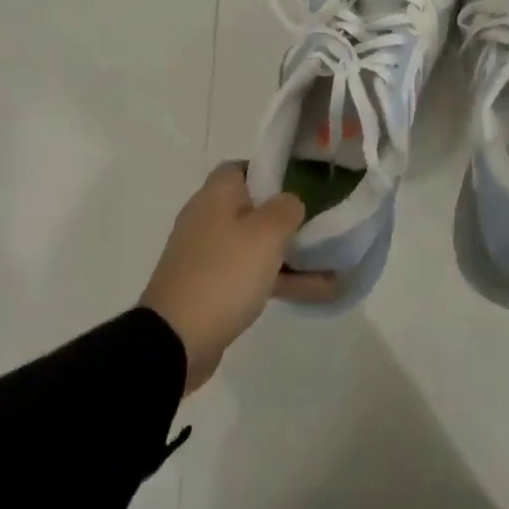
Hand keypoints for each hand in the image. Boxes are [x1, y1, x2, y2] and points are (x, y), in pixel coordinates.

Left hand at [140, 163, 305, 393]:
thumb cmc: (224, 274)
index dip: (269, 172)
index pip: (240, 168)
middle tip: (320, 224)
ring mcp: (208, 257)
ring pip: (256, 246)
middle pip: (252, 208)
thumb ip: (286, 208)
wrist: (176, 340)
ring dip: (291, 254)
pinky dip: (281, 280)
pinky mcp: (212, 289)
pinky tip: (319, 292)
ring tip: (333, 263)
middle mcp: (208, 221)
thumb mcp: (265, 233)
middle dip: (287, 217)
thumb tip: (289, 202)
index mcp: (215, 198)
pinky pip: (252, 276)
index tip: (300, 185)